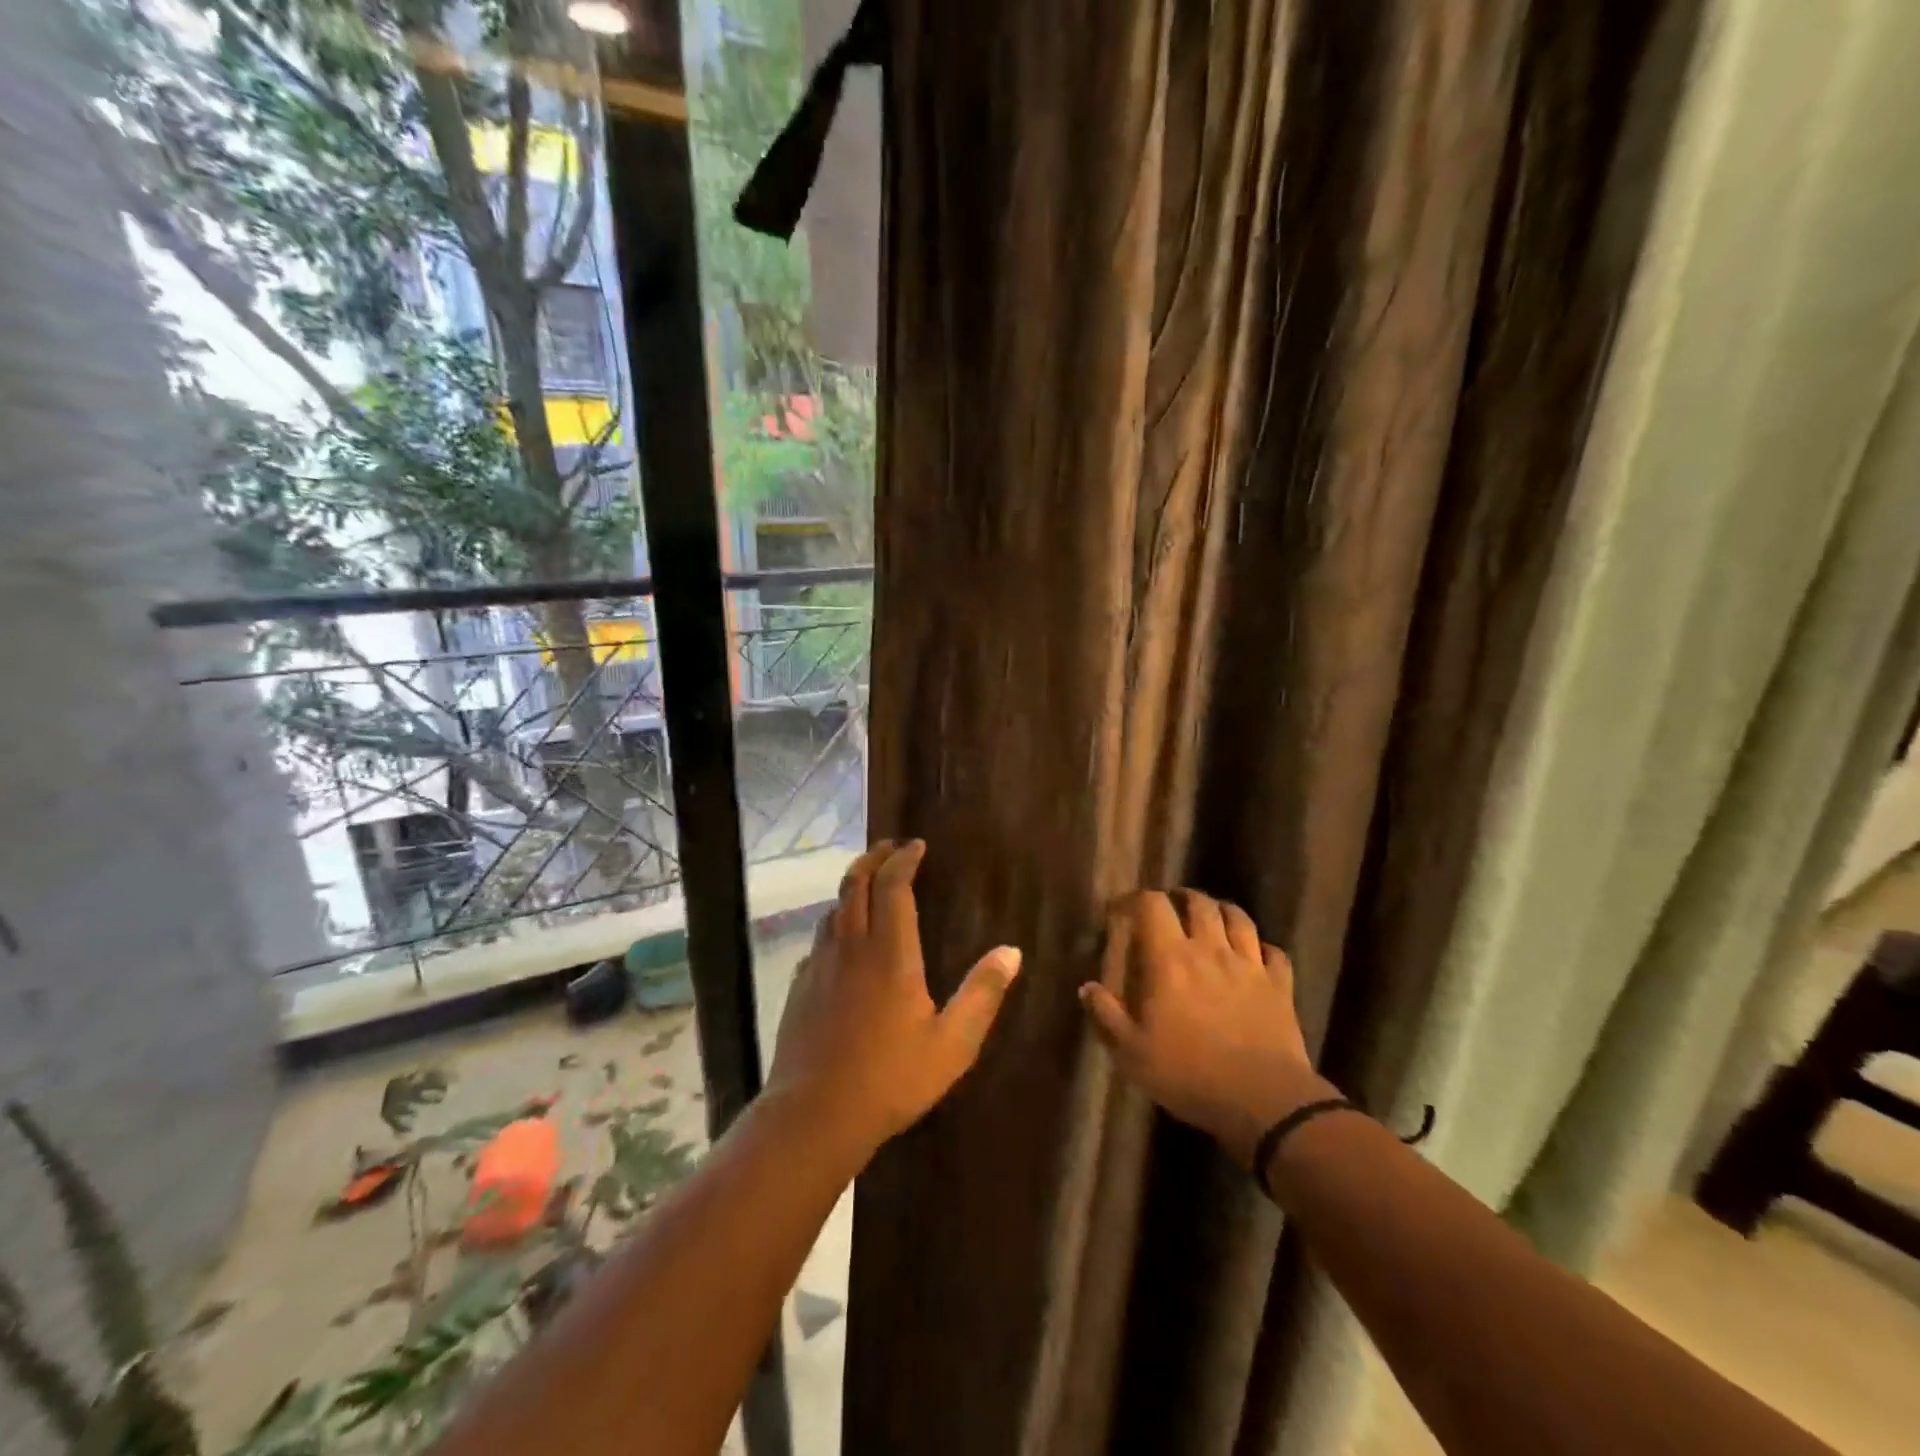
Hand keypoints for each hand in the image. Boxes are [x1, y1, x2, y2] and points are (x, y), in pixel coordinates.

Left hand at [767, 840, 1021, 1152]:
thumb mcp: (953, 1043)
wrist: (814, 1115)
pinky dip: (835, 922)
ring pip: (833, 908)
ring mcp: (820, 965)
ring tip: (870, 884)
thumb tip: (1012, 951)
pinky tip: (843, 940)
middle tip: (890, 847)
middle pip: (855, 883)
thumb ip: (982, 994)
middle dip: (873, 858)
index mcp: (890, 953)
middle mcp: (851, 947)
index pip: (893, 885)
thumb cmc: (891, 1079)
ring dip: (852, 886)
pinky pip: (819, 938)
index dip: (904, 859)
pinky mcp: (800, 986)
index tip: (917, 846)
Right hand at [1079, 889, 1328, 1168]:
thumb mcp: (1131, 1052)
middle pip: (1199, 903)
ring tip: (1212, 918)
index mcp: (1170, 959)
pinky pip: (1275, 953)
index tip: (1123, 909)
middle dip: (1182, 897)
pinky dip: (1263, 948)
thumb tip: (1087, 988)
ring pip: (1239, 918)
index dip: (1136, 898)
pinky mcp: (1280, 986)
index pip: (1152, 905)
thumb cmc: (1188, 1074)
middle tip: (1171, 907)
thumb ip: (1106, 1015)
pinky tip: (1257, 955)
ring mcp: (1250, 965)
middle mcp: (1210, 950)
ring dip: (1222, 911)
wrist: (1263, 1101)